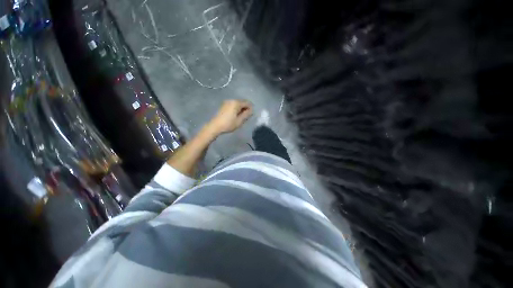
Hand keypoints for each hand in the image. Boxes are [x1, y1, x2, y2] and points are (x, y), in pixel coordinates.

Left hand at [207, 100, 252, 135]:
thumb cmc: (228, 124)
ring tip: (240, 117)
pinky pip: (233, 105)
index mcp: (236, 103)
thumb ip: (246, 114)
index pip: (247, 103)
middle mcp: (232, 100)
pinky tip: (235, 115)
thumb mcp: (239, 121)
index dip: (250, 108)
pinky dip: (236, 109)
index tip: (250, 115)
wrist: (215, 126)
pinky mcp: (223, 105)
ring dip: (240, 109)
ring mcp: (227, 102)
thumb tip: (251, 110)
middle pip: (242, 102)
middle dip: (245, 108)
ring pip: (237, 104)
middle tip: (246, 117)